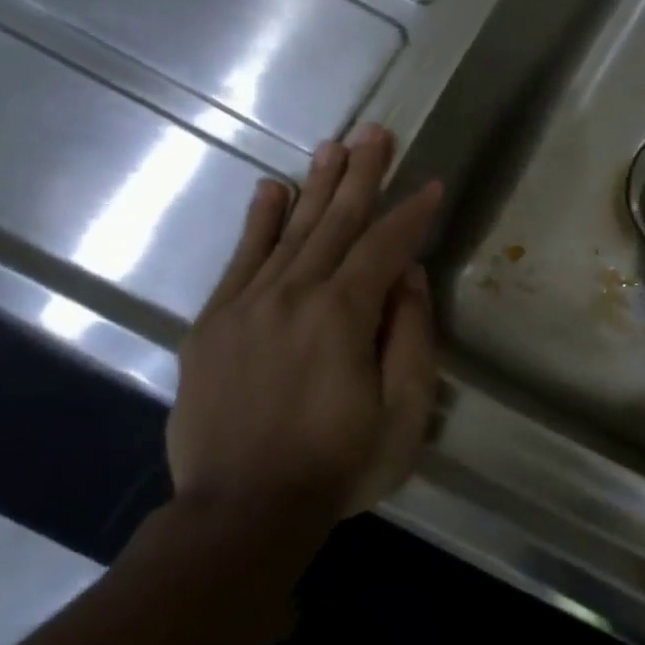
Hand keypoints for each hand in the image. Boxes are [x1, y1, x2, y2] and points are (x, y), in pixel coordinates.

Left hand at [168, 123, 443, 522]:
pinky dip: (258, 221)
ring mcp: (246, 306)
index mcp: (343, 315)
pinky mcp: (213, 324)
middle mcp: (293, 295)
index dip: (412, 213)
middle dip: (362, 175)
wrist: (242, 511)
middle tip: (376, 132)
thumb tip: (409, 277)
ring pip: (290, 231)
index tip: (432, 184)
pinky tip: (271, 190)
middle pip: (335, 223)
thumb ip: (410, 336)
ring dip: (317, 185)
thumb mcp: (404, 410)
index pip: (386, 247)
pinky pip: (239, 260)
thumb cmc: (339, 464)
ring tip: (335, 146)